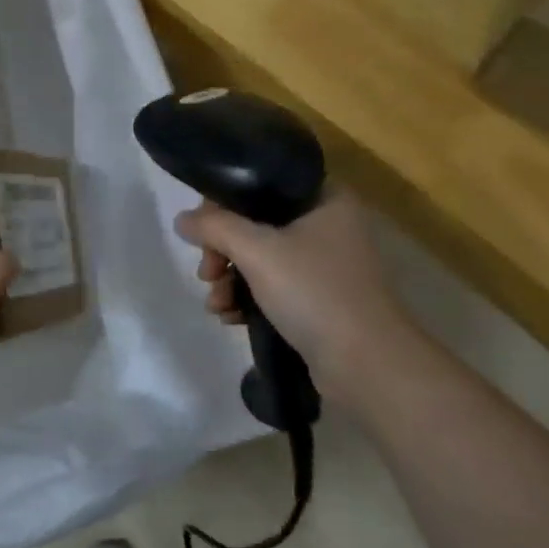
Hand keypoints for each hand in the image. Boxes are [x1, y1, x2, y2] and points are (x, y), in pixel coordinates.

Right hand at [176, 189, 413, 407]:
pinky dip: (248, 297)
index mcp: (324, 197)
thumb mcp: (257, 251)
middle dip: (222, 250)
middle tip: (208, 274)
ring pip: (261, 257)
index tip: (203, 233)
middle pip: (255, 222)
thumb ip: (214, 227)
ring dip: (230, 278)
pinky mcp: (319, 297)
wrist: (366, 365)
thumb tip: (182, 219)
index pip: (260, 182)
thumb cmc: (314, 293)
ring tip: (216, 305)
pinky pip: (273, 285)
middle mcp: (327, 223)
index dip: (223, 203)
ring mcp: (325, 263)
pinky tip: (231, 317)